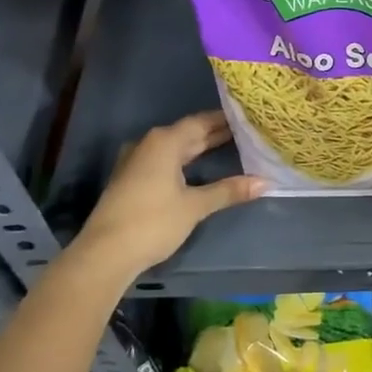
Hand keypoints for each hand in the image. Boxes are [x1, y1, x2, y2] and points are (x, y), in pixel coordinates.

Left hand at [70, 112, 264, 285]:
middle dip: (215, 134)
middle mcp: (149, 144)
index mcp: (165, 142)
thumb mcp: (195, 206)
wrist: (105, 254)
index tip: (248, 117)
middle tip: (246, 132)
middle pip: (188, 133)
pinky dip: (185, 162)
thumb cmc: (153, 222)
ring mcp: (137, 162)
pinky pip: (164, 161)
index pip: (201, 122)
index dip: (225, 120)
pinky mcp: (132, 180)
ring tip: (229, 146)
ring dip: (199, 148)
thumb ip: (228, 190)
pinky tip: (198, 169)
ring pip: (175, 149)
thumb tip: (266, 182)